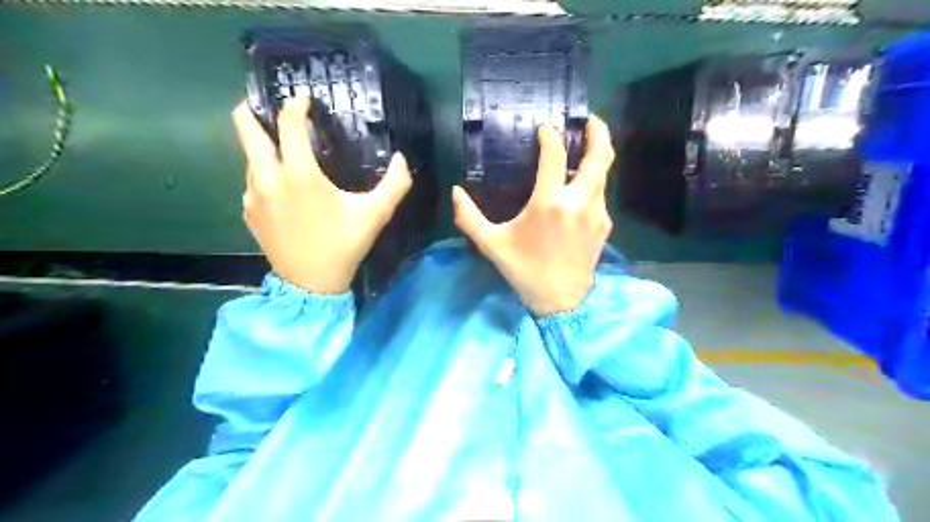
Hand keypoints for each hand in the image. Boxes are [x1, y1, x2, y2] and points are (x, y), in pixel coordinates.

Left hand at [233, 95, 410, 292]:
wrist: (311, 284)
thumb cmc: (344, 245)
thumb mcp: (375, 214)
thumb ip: (394, 184)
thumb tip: (401, 159)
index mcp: (299, 174)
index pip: (288, 123)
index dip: (296, 104)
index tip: (305, 100)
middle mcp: (267, 177)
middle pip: (245, 127)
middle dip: (253, 109)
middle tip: (273, 109)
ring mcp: (252, 195)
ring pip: (249, 157)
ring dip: (264, 147)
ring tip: (286, 154)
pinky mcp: (249, 212)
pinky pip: (252, 182)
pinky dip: (264, 175)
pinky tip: (284, 189)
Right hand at [452, 114, 616, 316]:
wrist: (562, 302)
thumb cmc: (525, 271)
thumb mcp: (491, 245)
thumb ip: (469, 217)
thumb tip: (455, 191)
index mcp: (550, 202)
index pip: (555, 155)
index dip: (550, 136)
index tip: (544, 129)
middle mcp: (579, 201)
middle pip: (599, 155)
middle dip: (597, 131)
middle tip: (588, 119)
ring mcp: (596, 213)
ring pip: (604, 173)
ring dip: (597, 155)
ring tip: (586, 147)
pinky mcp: (604, 225)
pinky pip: (601, 194)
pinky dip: (594, 181)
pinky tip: (580, 186)